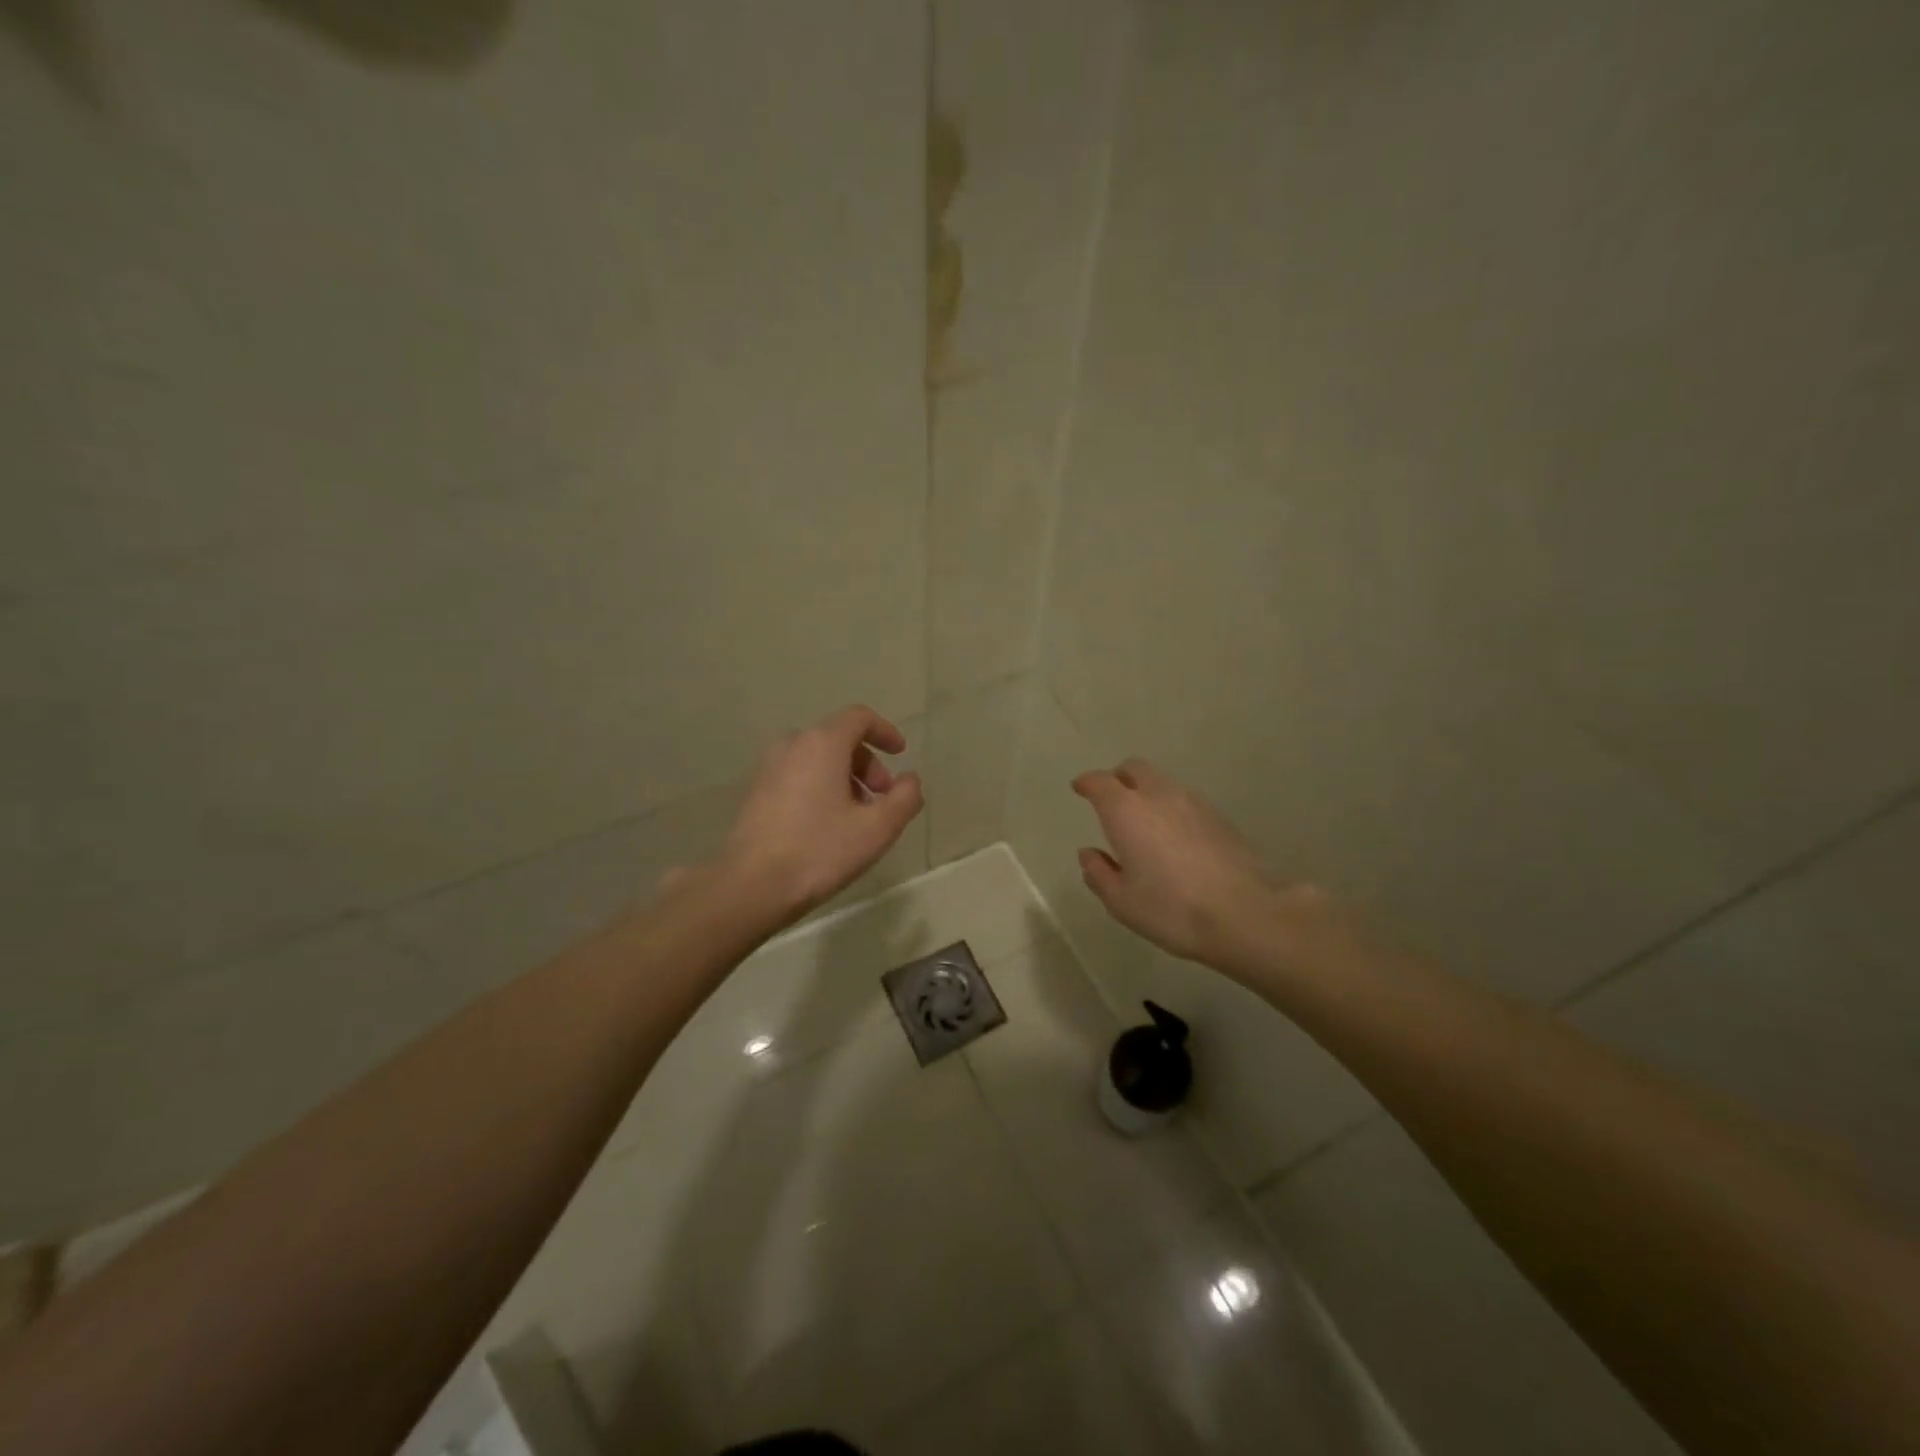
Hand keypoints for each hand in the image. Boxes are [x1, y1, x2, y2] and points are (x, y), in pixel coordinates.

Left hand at [719, 705, 923, 926]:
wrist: (751, 886)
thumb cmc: (820, 851)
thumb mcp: (877, 828)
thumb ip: (905, 798)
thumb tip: (910, 780)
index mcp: (822, 743)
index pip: (859, 717)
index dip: (885, 731)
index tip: (901, 754)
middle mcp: (792, 745)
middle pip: (839, 738)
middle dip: (868, 764)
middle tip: (883, 799)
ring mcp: (769, 767)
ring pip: (818, 758)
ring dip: (846, 778)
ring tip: (858, 817)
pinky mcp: (756, 791)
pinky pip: (798, 775)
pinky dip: (821, 787)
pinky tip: (828, 826)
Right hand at [1073, 758, 1328, 978]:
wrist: (1245, 914)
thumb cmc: (1171, 909)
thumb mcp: (1122, 901)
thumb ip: (1099, 873)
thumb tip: (1089, 854)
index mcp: (1126, 811)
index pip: (1100, 782)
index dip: (1087, 783)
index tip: (1079, 788)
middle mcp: (1159, 795)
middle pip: (1134, 769)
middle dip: (1118, 778)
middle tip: (1110, 800)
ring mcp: (1193, 802)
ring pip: (1162, 782)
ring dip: (1146, 792)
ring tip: (1143, 822)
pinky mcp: (1219, 817)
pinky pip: (1184, 800)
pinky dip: (1170, 808)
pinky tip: (1173, 837)